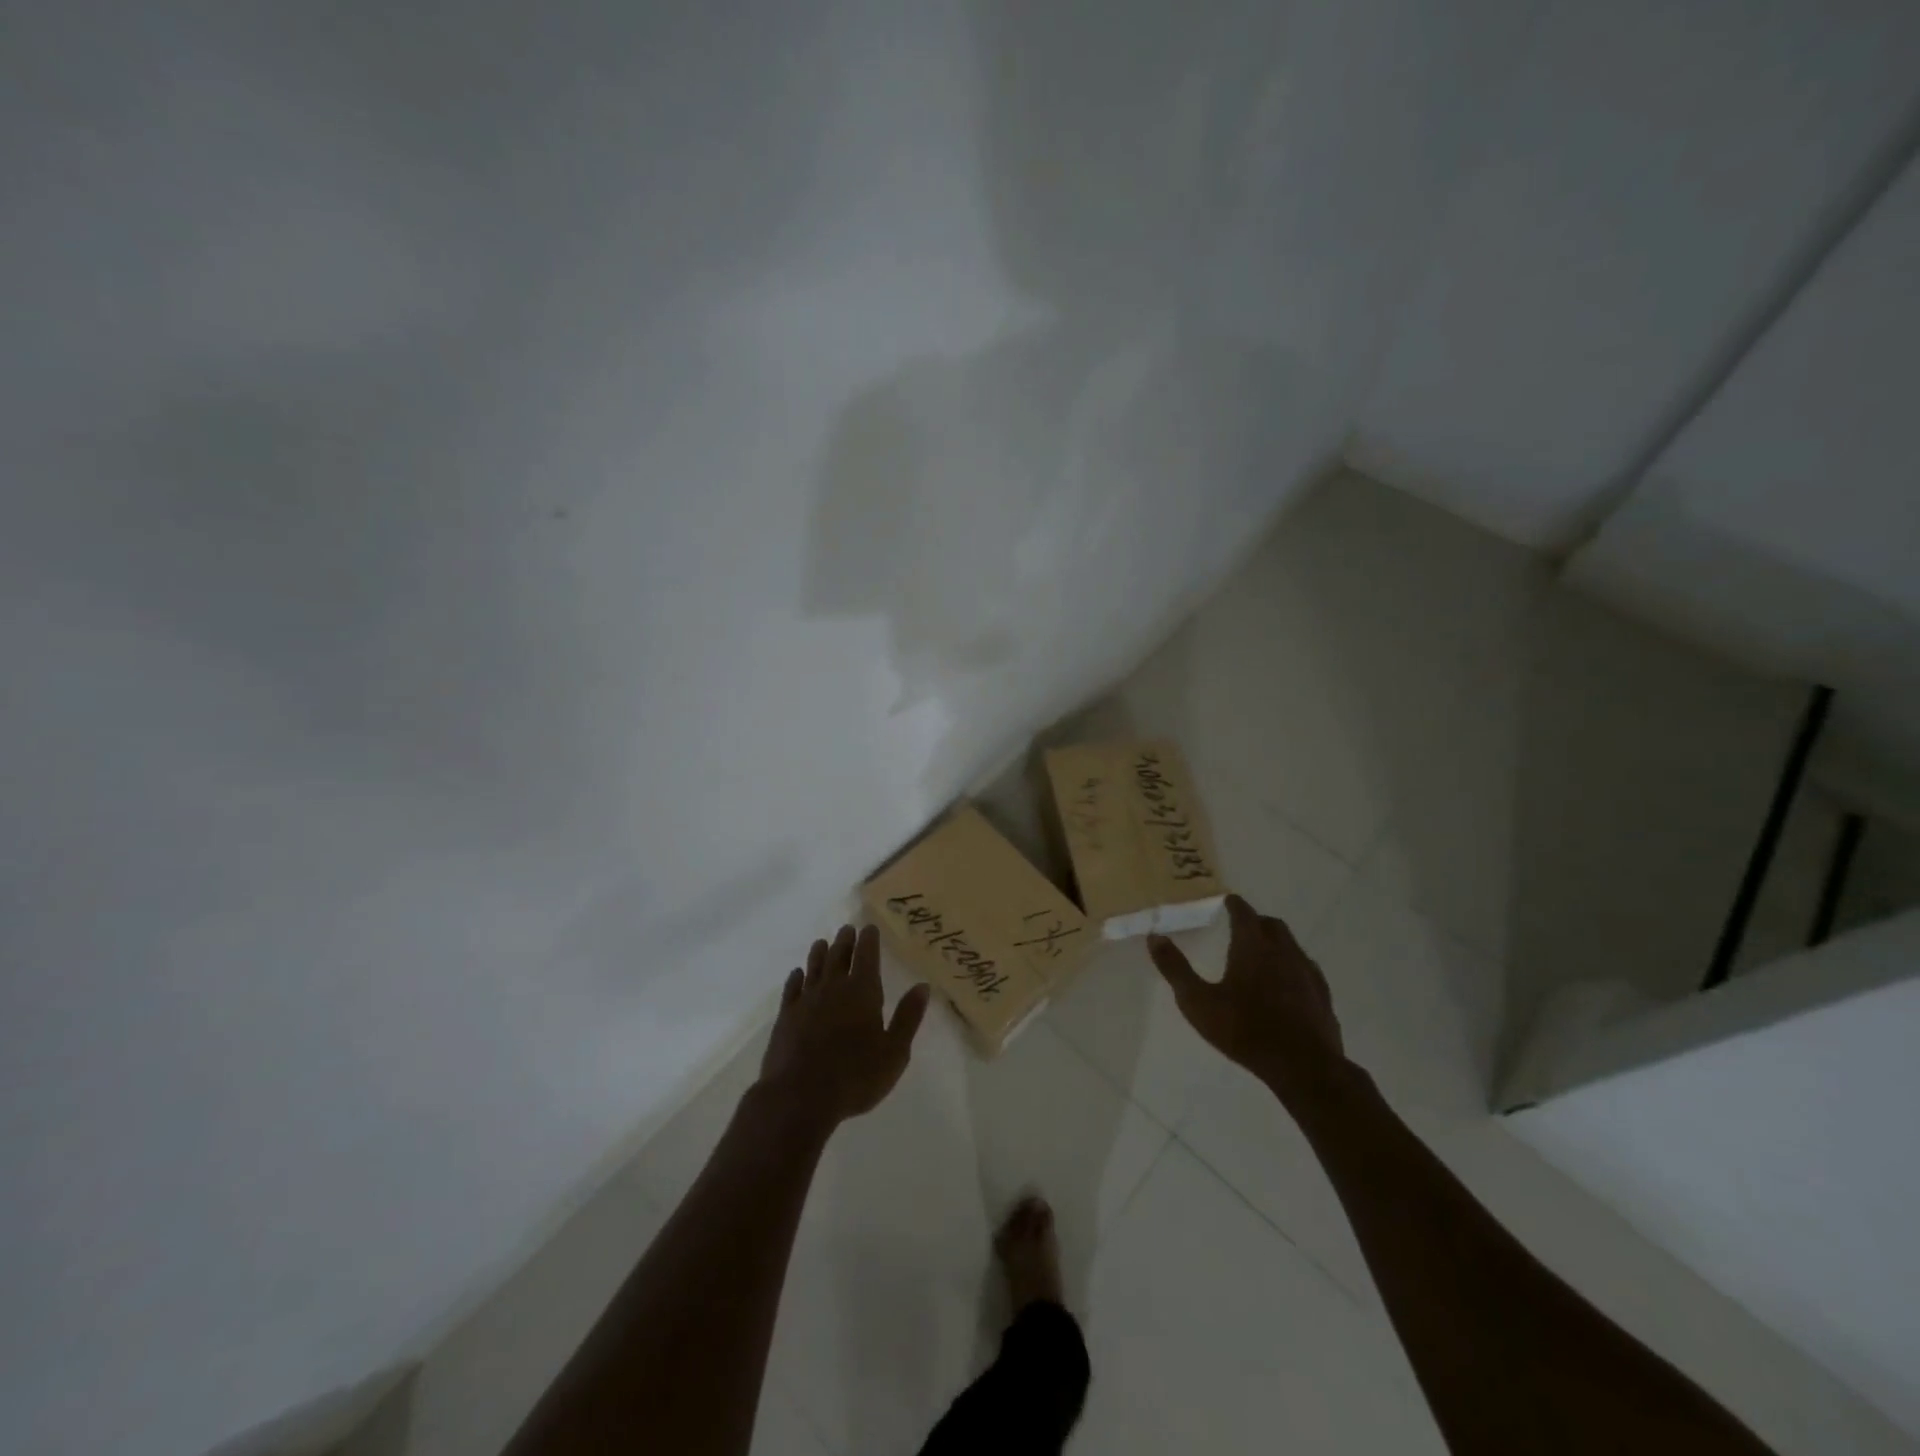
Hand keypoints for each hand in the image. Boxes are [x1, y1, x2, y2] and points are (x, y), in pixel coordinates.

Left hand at [757, 923, 931, 1128]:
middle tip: (847, 929)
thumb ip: (908, 1017)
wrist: (799, 1097)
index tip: (869, 927)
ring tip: (822, 942)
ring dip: (820, 953)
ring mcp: (806, 1001)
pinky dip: (796, 978)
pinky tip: (797, 974)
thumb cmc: (855, 1077)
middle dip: (845, 941)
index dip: (869, 940)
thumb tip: (923, 986)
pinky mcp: (785, 1017)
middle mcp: (833, 988)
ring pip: (814, 968)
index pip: (867, 956)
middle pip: (839, 956)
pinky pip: (791, 989)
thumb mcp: (894, 1052)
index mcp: (862, 992)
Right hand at [1147, 894, 1345, 1100]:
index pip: (1244, 913)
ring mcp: (1307, 973)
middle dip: (1256, 921)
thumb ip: (1175, 968)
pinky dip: (1293, 967)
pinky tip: (1287, 984)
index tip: (1227, 901)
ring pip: (1292, 946)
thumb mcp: (1198, 1002)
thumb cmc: (1244, 1030)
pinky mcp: (1322, 996)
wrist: (1304, 1067)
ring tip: (1261, 955)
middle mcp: (1283, 951)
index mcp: (1252, 946)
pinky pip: (1307, 970)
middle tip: (1241, 927)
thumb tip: (1154, 937)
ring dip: (1276, 943)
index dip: (1234, 904)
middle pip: (1271, 925)